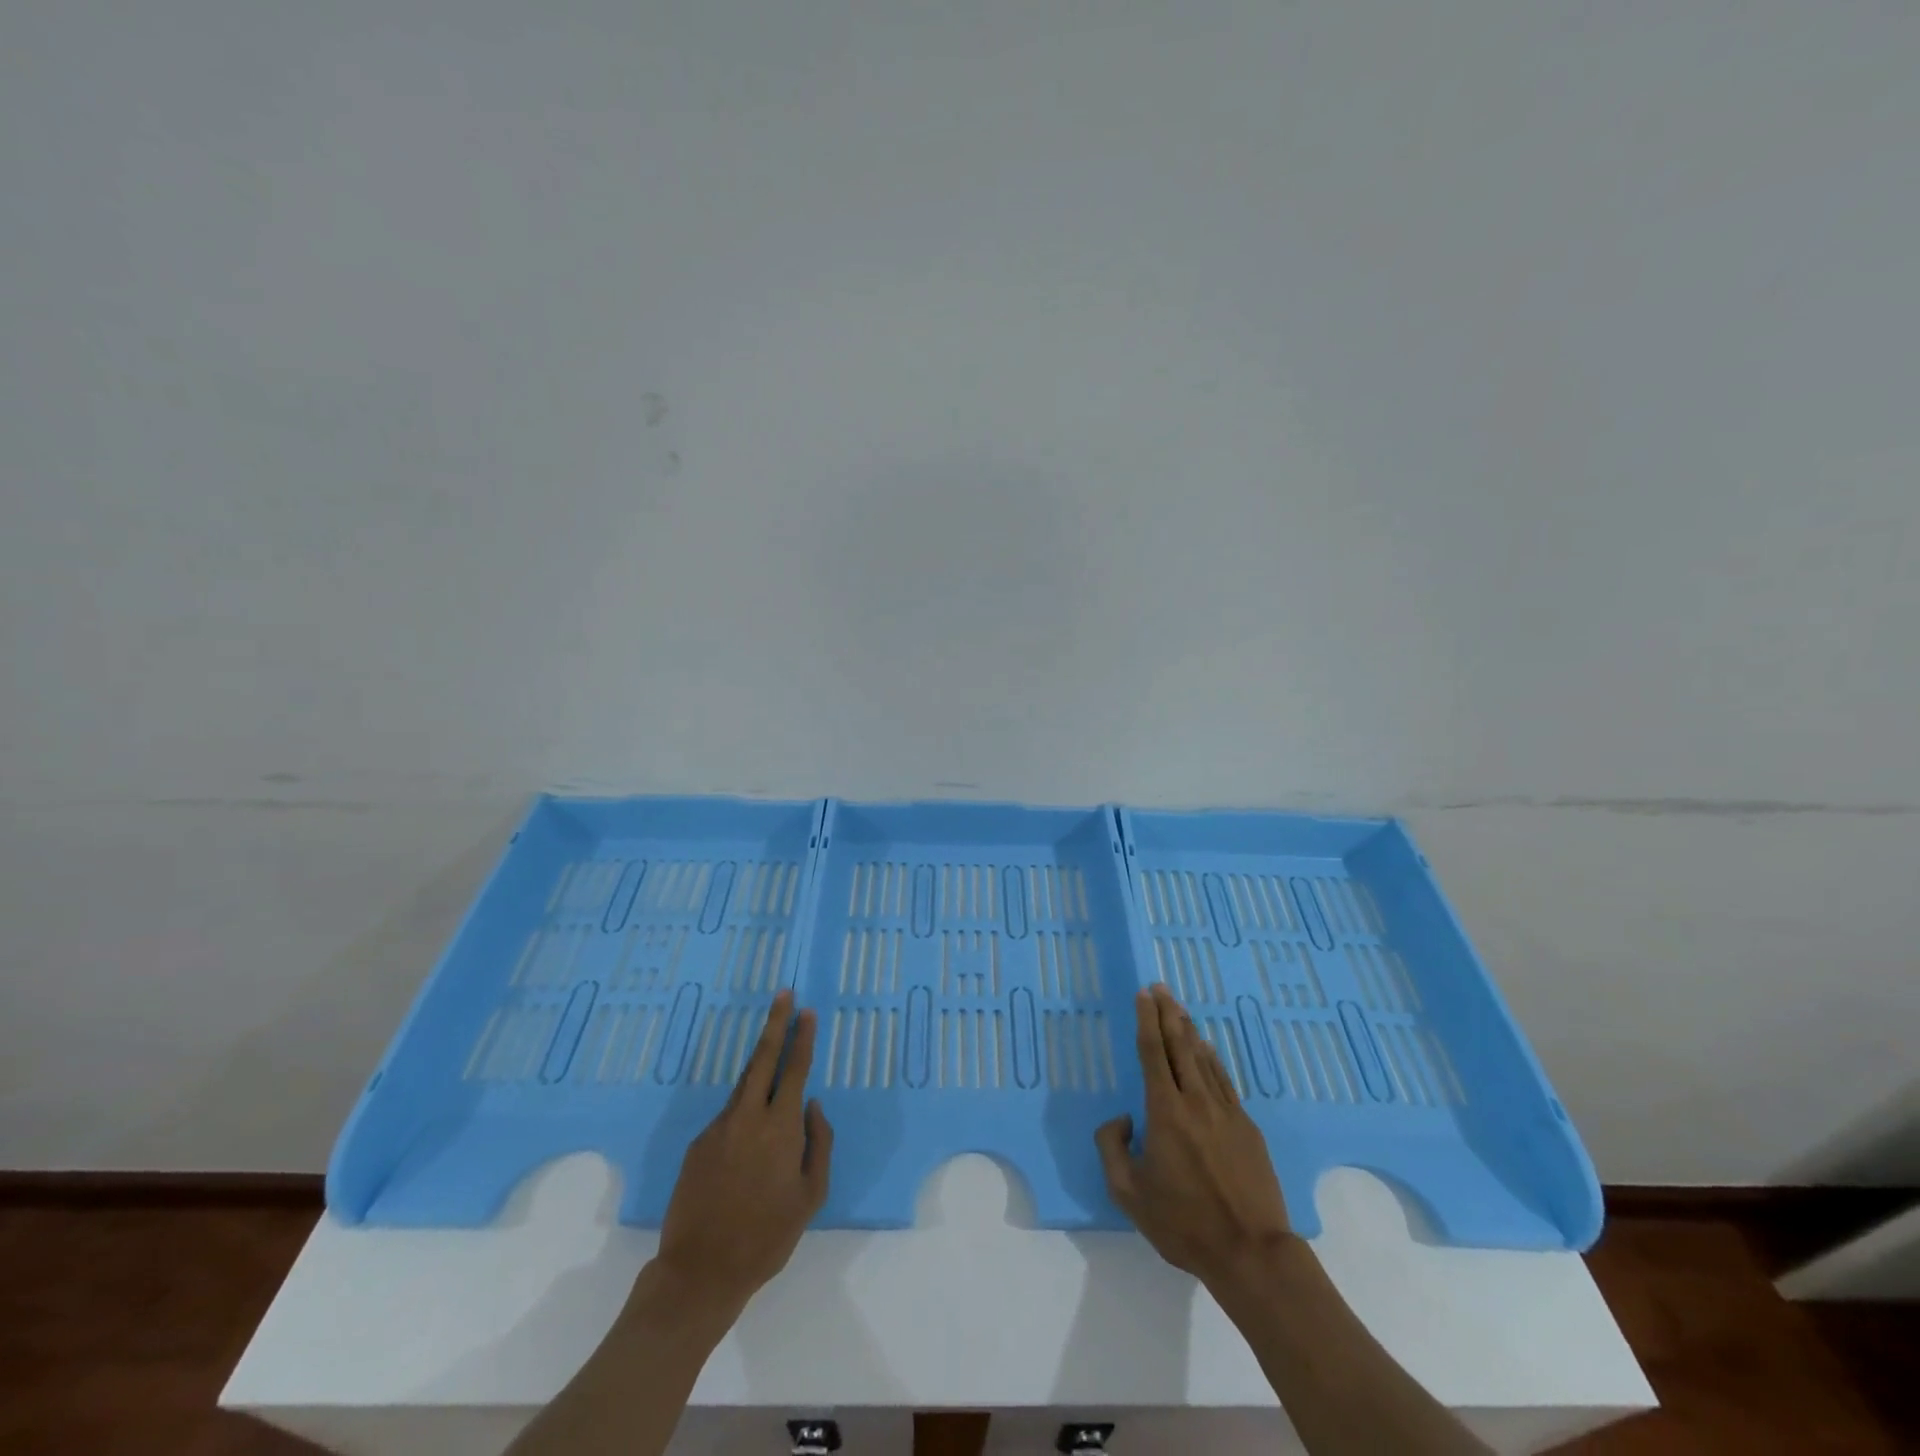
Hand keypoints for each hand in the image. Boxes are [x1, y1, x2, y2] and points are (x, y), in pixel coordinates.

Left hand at [655, 990, 832, 1317]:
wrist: (700, 1272)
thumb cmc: (767, 1237)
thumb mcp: (811, 1195)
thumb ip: (819, 1143)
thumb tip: (813, 1106)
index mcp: (780, 1127)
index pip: (795, 1069)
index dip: (802, 1037)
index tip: (807, 1011)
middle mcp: (747, 1117)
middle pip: (762, 1058)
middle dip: (775, 1023)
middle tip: (783, 994)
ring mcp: (718, 1128)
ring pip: (743, 1084)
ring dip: (759, 1062)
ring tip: (772, 1046)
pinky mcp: (697, 1144)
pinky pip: (728, 1116)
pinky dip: (743, 1110)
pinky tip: (747, 1136)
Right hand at [1095, 984, 1294, 1289]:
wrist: (1251, 1252)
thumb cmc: (1184, 1224)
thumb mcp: (1128, 1193)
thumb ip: (1112, 1148)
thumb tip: (1123, 1119)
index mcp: (1165, 1112)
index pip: (1152, 1053)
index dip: (1146, 1020)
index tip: (1143, 995)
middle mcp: (1195, 1101)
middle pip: (1180, 1045)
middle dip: (1167, 1013)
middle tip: (1160, 987)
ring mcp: (1225, 1112)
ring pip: (1204, 1059)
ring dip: (1189, 1030)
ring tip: (1179, 1008)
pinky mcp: (1247, 1128)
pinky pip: (1224, 1081)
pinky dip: (1213, 1059)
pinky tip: (1208, 1049)